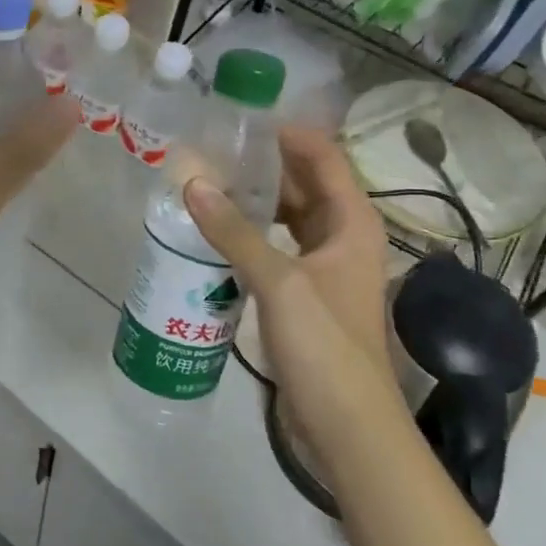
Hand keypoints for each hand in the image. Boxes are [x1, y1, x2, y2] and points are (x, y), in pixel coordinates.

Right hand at [184, 126, 404, 453]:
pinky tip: (216, 233)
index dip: (289, 134)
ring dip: (256, 200)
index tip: (242, 120)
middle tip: (213, 149)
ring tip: (208, 183)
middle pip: (305, 185)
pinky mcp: (305, 295)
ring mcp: (324, 268)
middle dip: (265, 165)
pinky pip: (277, 248)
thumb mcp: (278, 281)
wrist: (346, 425)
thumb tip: (193, 183)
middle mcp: (343, 238)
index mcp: (352, 224)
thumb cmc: (325, 345)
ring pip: (289, 218)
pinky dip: (251, 235)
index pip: (324, 158)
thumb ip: (235, 231)